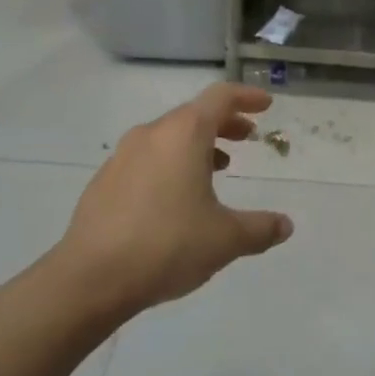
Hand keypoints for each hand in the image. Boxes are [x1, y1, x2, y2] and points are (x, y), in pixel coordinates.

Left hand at [54, 83, 292, 319]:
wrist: (90, 279)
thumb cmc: (167, 245)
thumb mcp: (225, 239)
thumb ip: (260, 228)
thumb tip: (285, 225)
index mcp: (183, 134)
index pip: (220, 97)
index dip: (247, 97)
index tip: (266, 104)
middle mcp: (151, 134)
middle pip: (193, 114)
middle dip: (224, 122)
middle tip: (247, 137)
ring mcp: (122, 156)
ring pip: (168, 136)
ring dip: (197, 144)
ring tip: (217, 167)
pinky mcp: (104, 181)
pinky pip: (147, 159)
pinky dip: (170, 163)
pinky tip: (176, 197)